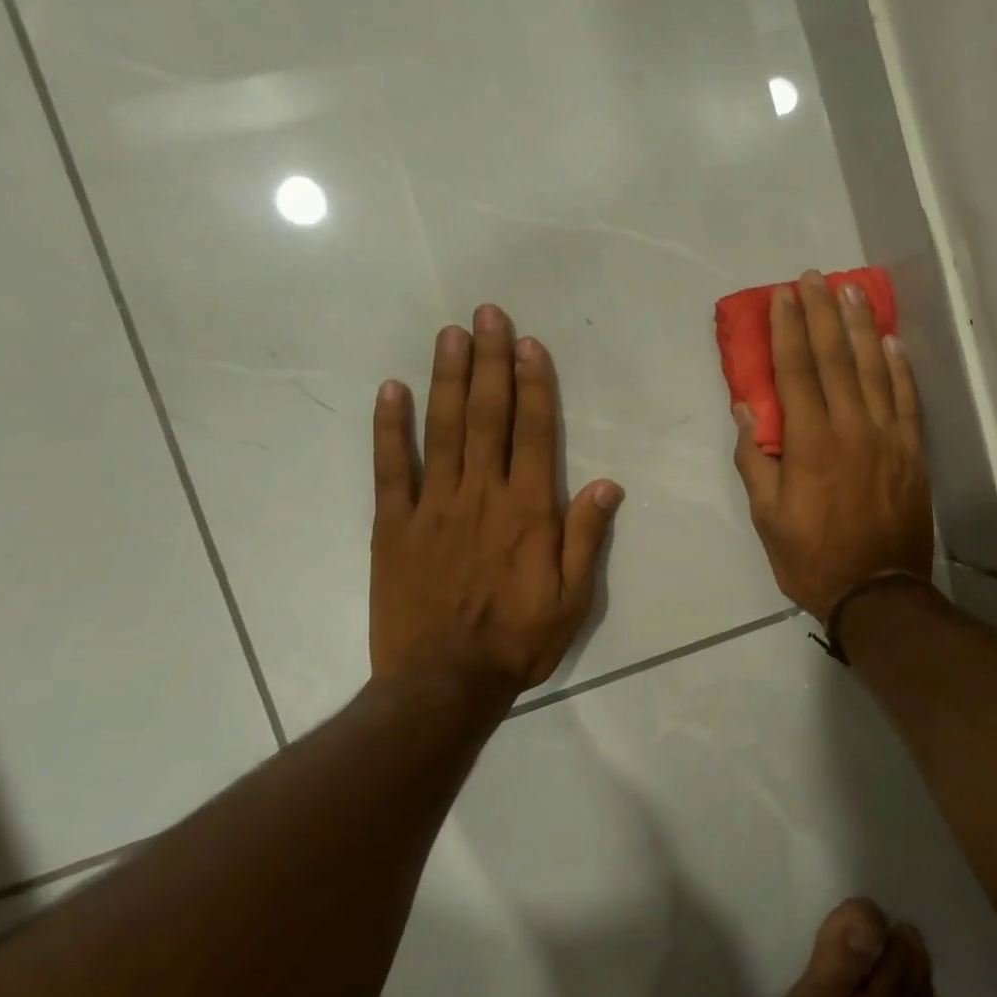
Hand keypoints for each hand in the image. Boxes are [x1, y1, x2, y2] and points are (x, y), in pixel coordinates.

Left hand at [370, 305, 621, 704]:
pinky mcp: (393, 526)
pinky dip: (390, 427)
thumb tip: (606, 483)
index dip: (533, 385)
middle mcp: (482, 495)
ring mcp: (433, 507)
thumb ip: (586, 537)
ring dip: (447, 378)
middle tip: (488, 314)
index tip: (528, 344)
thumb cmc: (519, 640)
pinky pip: (391, 468)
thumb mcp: (573, 597)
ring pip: (442, 429)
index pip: (533, 432)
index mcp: (529, 511)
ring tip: (450, 333)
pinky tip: (392, 390)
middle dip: (490, 361)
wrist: (444, 682)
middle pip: (487, 416)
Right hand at [733, 271, 934, 619]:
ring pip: (874, 369)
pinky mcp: (911, 451)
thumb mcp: (768, 517)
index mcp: (810, 443)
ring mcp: (888, 437)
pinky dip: (898, 367)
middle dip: (822, 313)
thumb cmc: (812, 558)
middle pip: (836, 358)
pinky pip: (906, 399)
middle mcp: (851, 428)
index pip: (796, 372)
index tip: (783, 295)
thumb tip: (746, 411)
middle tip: (814, 277)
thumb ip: (756, 461)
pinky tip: (891, 341)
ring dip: (861, 326)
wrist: (878, 592)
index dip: (788, 329)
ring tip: (851, 291)